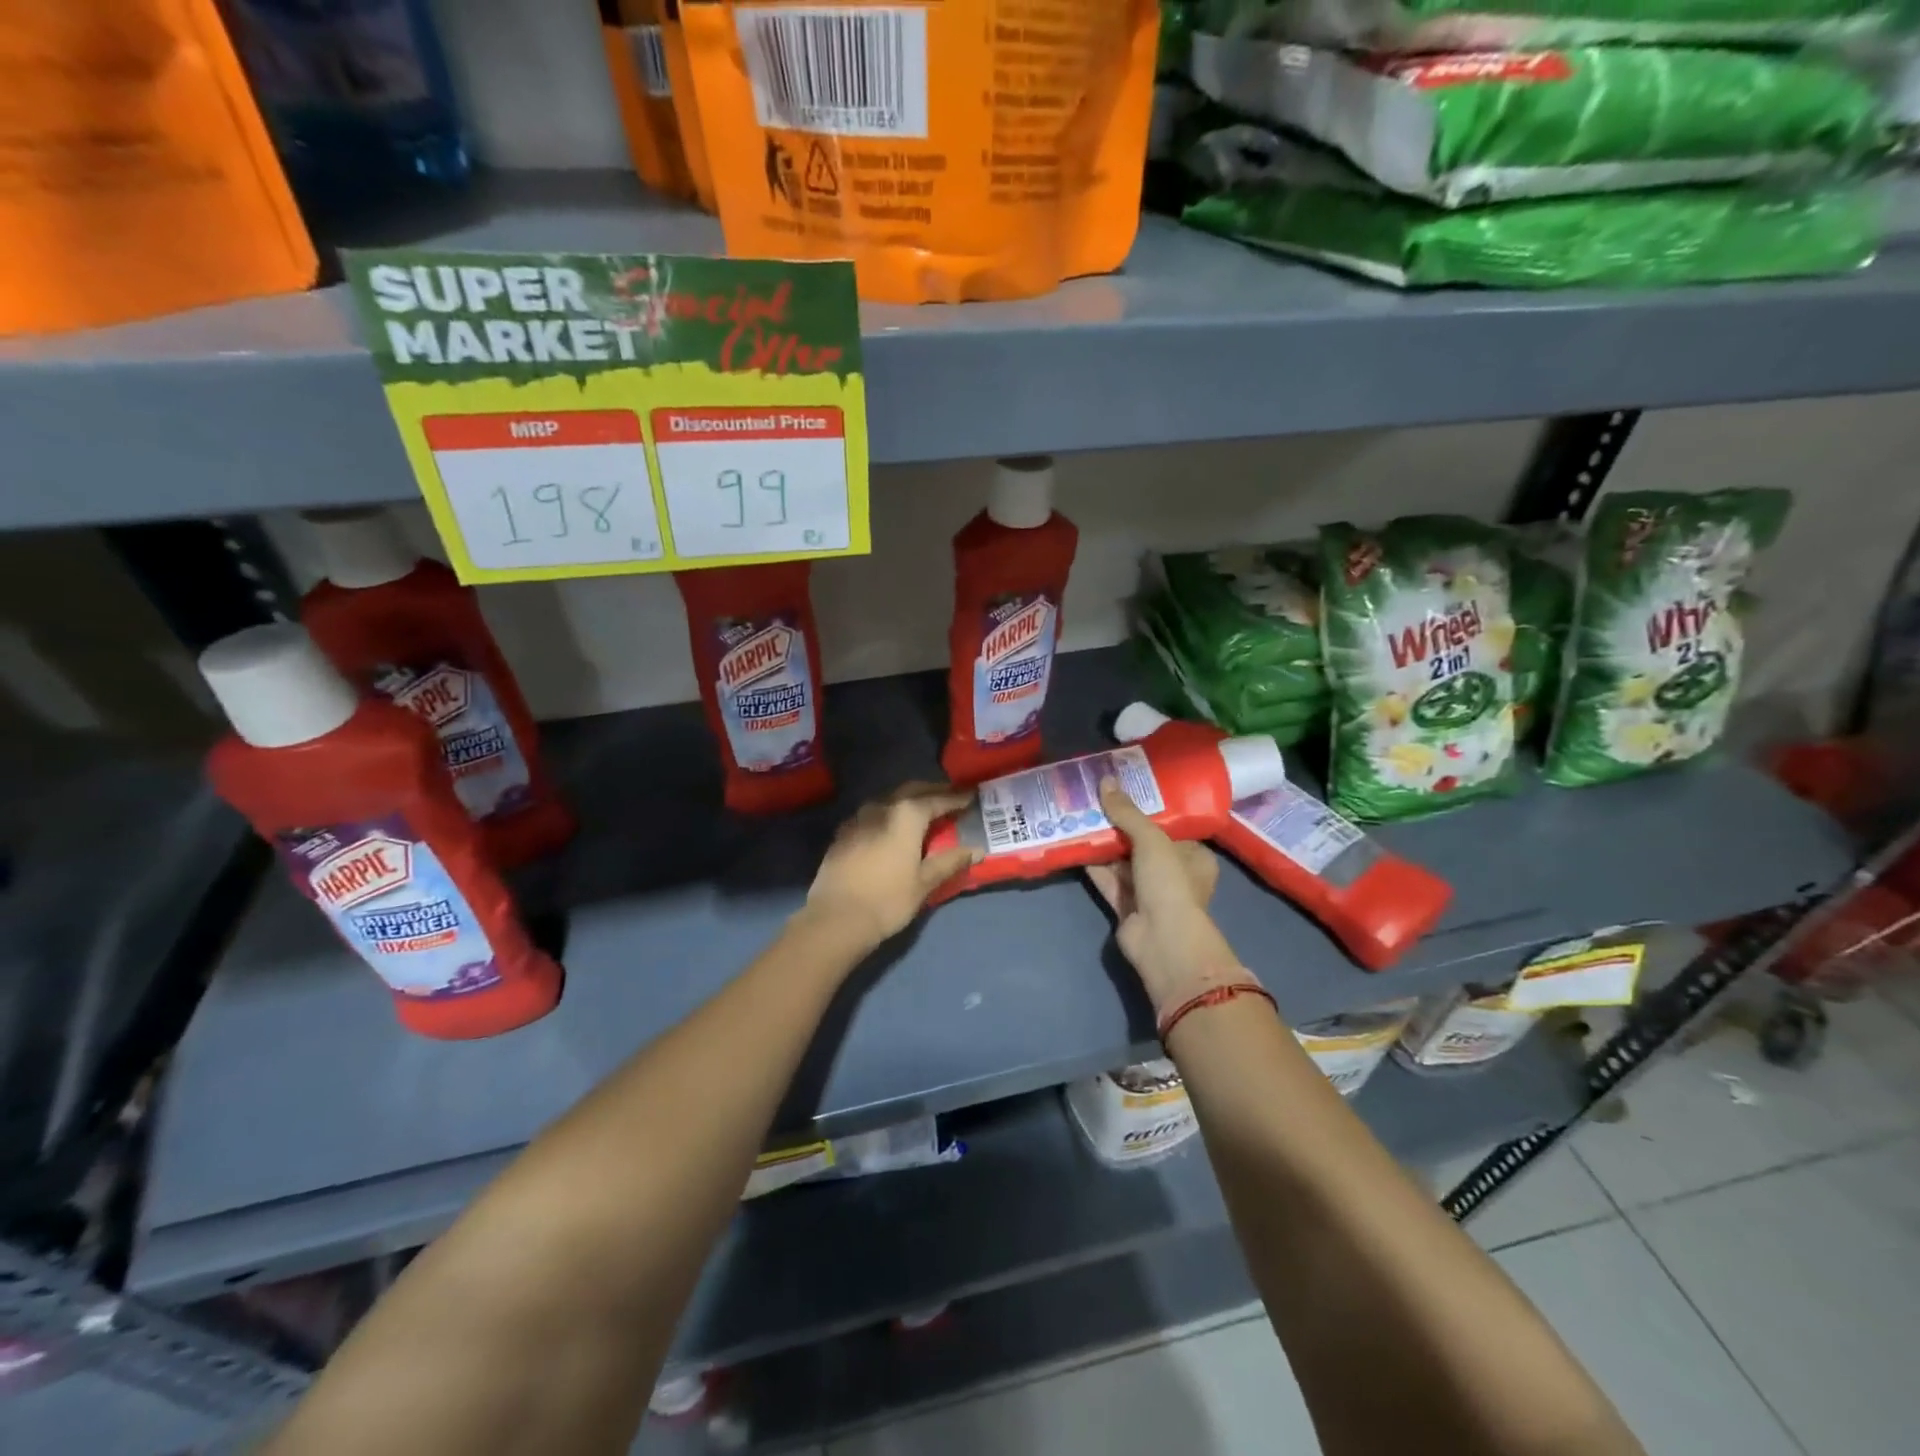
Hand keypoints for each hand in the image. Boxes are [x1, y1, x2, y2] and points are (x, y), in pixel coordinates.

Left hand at [804, 782, 979, 948]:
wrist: (836, 918)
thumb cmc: (888, 899)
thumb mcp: (924, 882)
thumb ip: (950, 862)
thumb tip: (977, 850)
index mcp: (906, 815)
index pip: (937, 800)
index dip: (956, 798)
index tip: (971, 796)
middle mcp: (881, 808)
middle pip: (911, 791)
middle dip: (932, 791)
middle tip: (949, 795)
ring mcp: (858, 818)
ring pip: (888, 799)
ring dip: (907, 799)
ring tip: (921, 809)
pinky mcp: (842, 834)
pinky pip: (871, 814)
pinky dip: (887, 814)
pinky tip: (890, 826)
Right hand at [1084, 778, 1241, 1015]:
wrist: (1162, 941)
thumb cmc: (1169, 884)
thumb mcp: (1152, 840)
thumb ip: (1127, 812)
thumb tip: (1105, 781)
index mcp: (1194, 856)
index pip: (1171, 826)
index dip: (1147, 808)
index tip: (1124, 790)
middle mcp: (1174, 874)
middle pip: (1142, 843)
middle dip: (1119, 824)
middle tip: (1095, 799)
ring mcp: (1149, 893)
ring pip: (1122, 862)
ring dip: (1103, 844)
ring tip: (1078, 816)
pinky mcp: (1127, 907)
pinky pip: (1108, 880)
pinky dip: (1093, 866)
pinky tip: (1073, 845)